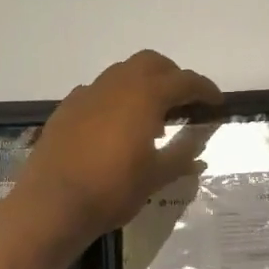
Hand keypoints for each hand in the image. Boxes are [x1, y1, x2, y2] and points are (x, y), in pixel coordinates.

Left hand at [12, 50, 221, 256]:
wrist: (52, 205)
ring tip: (151, 116)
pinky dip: (116, 99)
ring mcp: (87, 94)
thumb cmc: (112, 190)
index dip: (205, 89)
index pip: (184, 81)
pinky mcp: (66, 109)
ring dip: (142, 85)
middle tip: (184, 101)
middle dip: (172, 76)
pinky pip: (98, 91)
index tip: (217, 102)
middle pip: (151, 63)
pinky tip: (116, 126)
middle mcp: (116, 85)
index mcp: (144, 96)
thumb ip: (181, 155)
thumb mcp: (156, 177)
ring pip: (122, 73)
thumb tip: (199, 146)